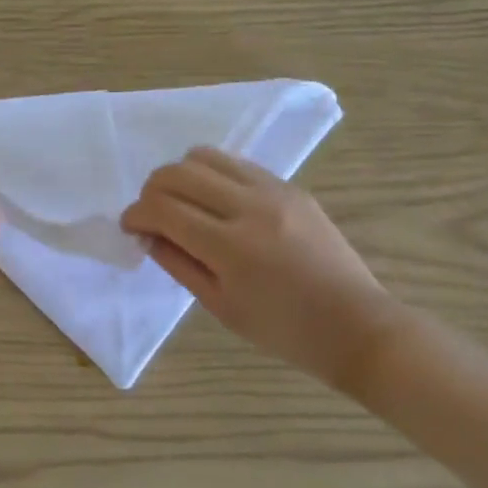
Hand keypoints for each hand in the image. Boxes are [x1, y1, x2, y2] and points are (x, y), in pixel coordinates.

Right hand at [121, 148, 408, 394]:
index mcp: (230, 247)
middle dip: (151, 191)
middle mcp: (250, 207)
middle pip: (177, 173)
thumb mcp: (220, 306)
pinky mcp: (289, 186)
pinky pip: (236, 164)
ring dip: (180, 176)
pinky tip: (216, 203)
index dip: (136, 215)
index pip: (163, 208)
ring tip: (183, 204)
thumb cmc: (284, 330)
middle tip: (152, 216)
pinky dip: (212, 176)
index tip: (131, 228)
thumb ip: (178, 263)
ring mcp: (273, 190)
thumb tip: (147, 233)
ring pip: (204, 156)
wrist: (356, 326)